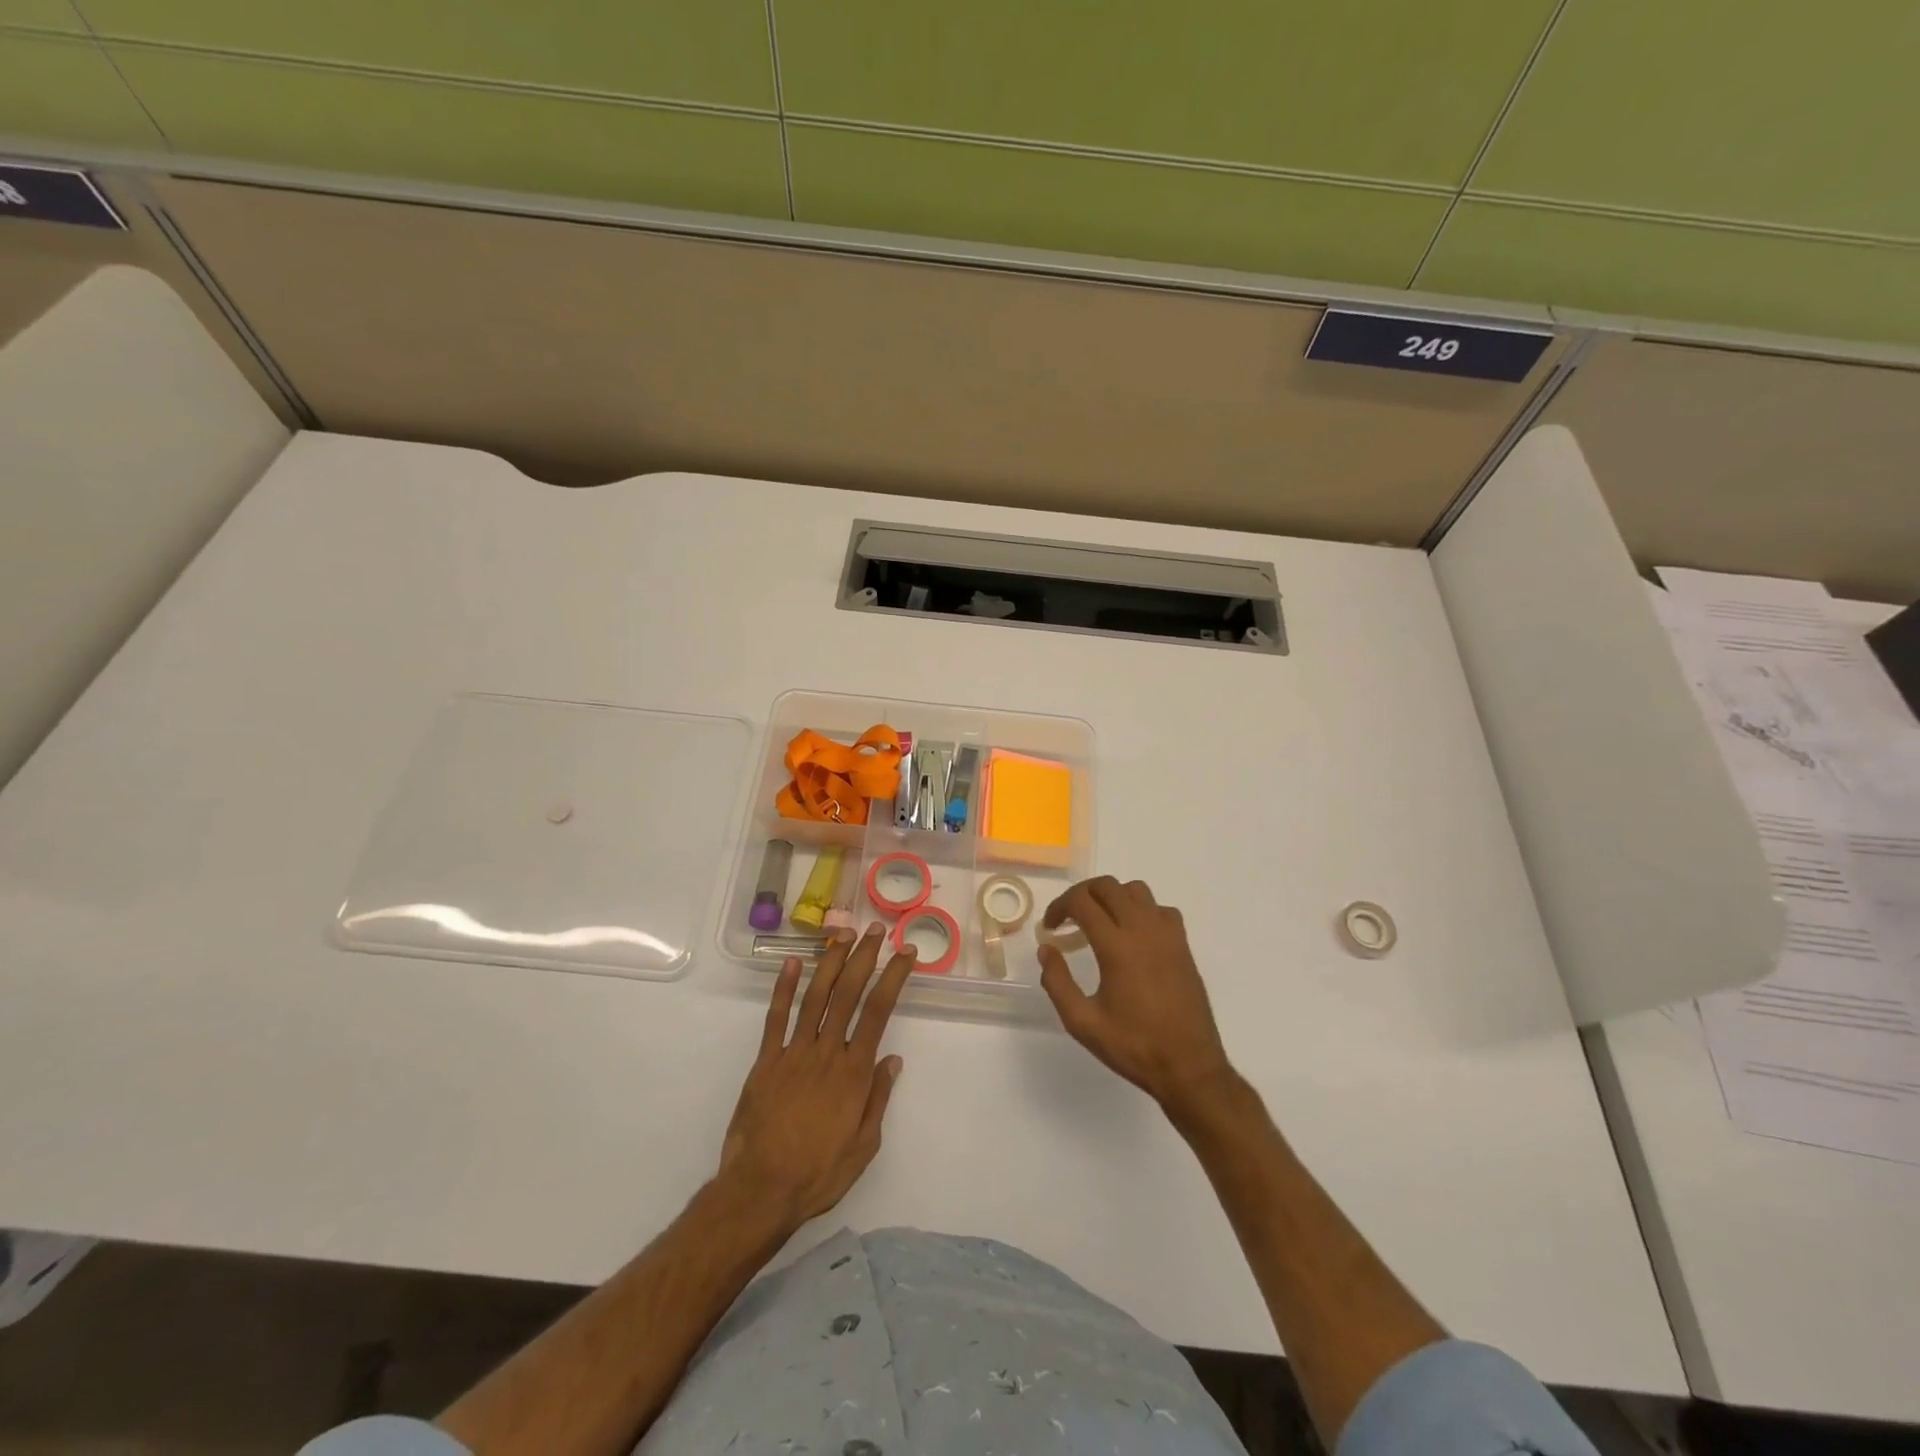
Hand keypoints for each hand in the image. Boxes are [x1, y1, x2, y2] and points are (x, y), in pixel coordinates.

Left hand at [719, 924, 913, 1225]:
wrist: (760, 1190)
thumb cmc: (818, 1173)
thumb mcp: (863, 1146)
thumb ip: (878, 1098)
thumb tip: (893, 1059)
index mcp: (854, 1072)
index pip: (878, 1011)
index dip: (894, 977)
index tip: (906, 953)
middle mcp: (826, 1052)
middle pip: (848, 994)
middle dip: (864, 957)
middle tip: (876, 930)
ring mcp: (793, 1053)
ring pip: (815, 997)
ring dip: (830, 962)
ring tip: (843, 934)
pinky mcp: (766, 1061)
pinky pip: (776, 1017)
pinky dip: (783, 988)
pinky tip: (791, 962)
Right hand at [1038, 876, 1233, 1110]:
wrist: (1189, 1067)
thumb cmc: (1133, 1046)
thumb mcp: (1083, 1022)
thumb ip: (1057, 982)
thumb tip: (1046, 949)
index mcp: (1117, 946)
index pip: (1082, 902)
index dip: (1059, 907)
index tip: (1050, 928)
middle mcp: (1143, 930)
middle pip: (1107, 886)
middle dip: (1081, 895)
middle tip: (1068, 919)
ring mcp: (1167, 935)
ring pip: (1135, 891)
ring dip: (1112, 897)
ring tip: (1099, 923)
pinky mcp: (1183, 945)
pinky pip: (1160, 909)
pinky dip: (1141, 911)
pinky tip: (1133, 935)